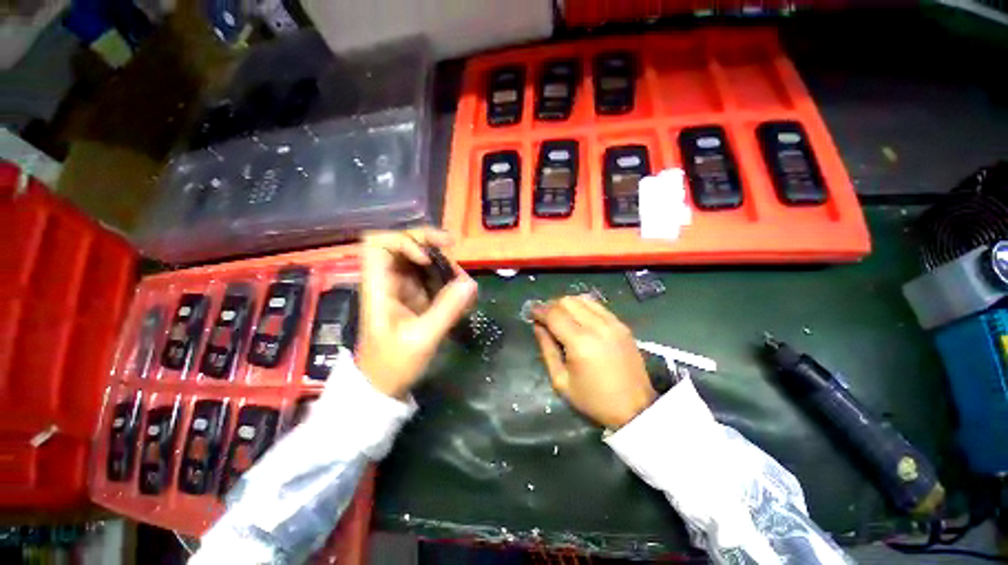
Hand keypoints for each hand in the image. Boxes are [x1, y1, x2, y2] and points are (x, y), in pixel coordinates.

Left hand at [357, 228, 476, 397]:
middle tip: (453, 249)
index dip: (404, 241)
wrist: (384, 386)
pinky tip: (463, 296)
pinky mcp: (416, 297)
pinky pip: (433, 278)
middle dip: (430, 243)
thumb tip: (471, 282)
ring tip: (464, 285)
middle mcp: (390, 281)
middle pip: (404, 244)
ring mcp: (404, 288)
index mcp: (379, 286)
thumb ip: (446, 310)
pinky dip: (449, 281)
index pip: (378, 244)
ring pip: (423, 260)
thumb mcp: (421, 338)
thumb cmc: (392, 364)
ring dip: (445, 265)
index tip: (427, 259)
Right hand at [532, 296, 655, 428]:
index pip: (554, 314)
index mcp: (580, 343)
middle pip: (567, 301)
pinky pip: (597, 306)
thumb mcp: (561, 381)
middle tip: (545, 318)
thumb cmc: (593, 400)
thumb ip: (547, 349)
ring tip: (561, 317)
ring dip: (567, 304)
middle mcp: (597, 326)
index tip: (531, 313)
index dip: (539, 310)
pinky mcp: (622, 325)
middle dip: (551, 306)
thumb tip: (538, 326)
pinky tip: (579, 318)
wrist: (635, 409)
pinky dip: (583, 307)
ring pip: (582, 299)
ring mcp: (613, 323)